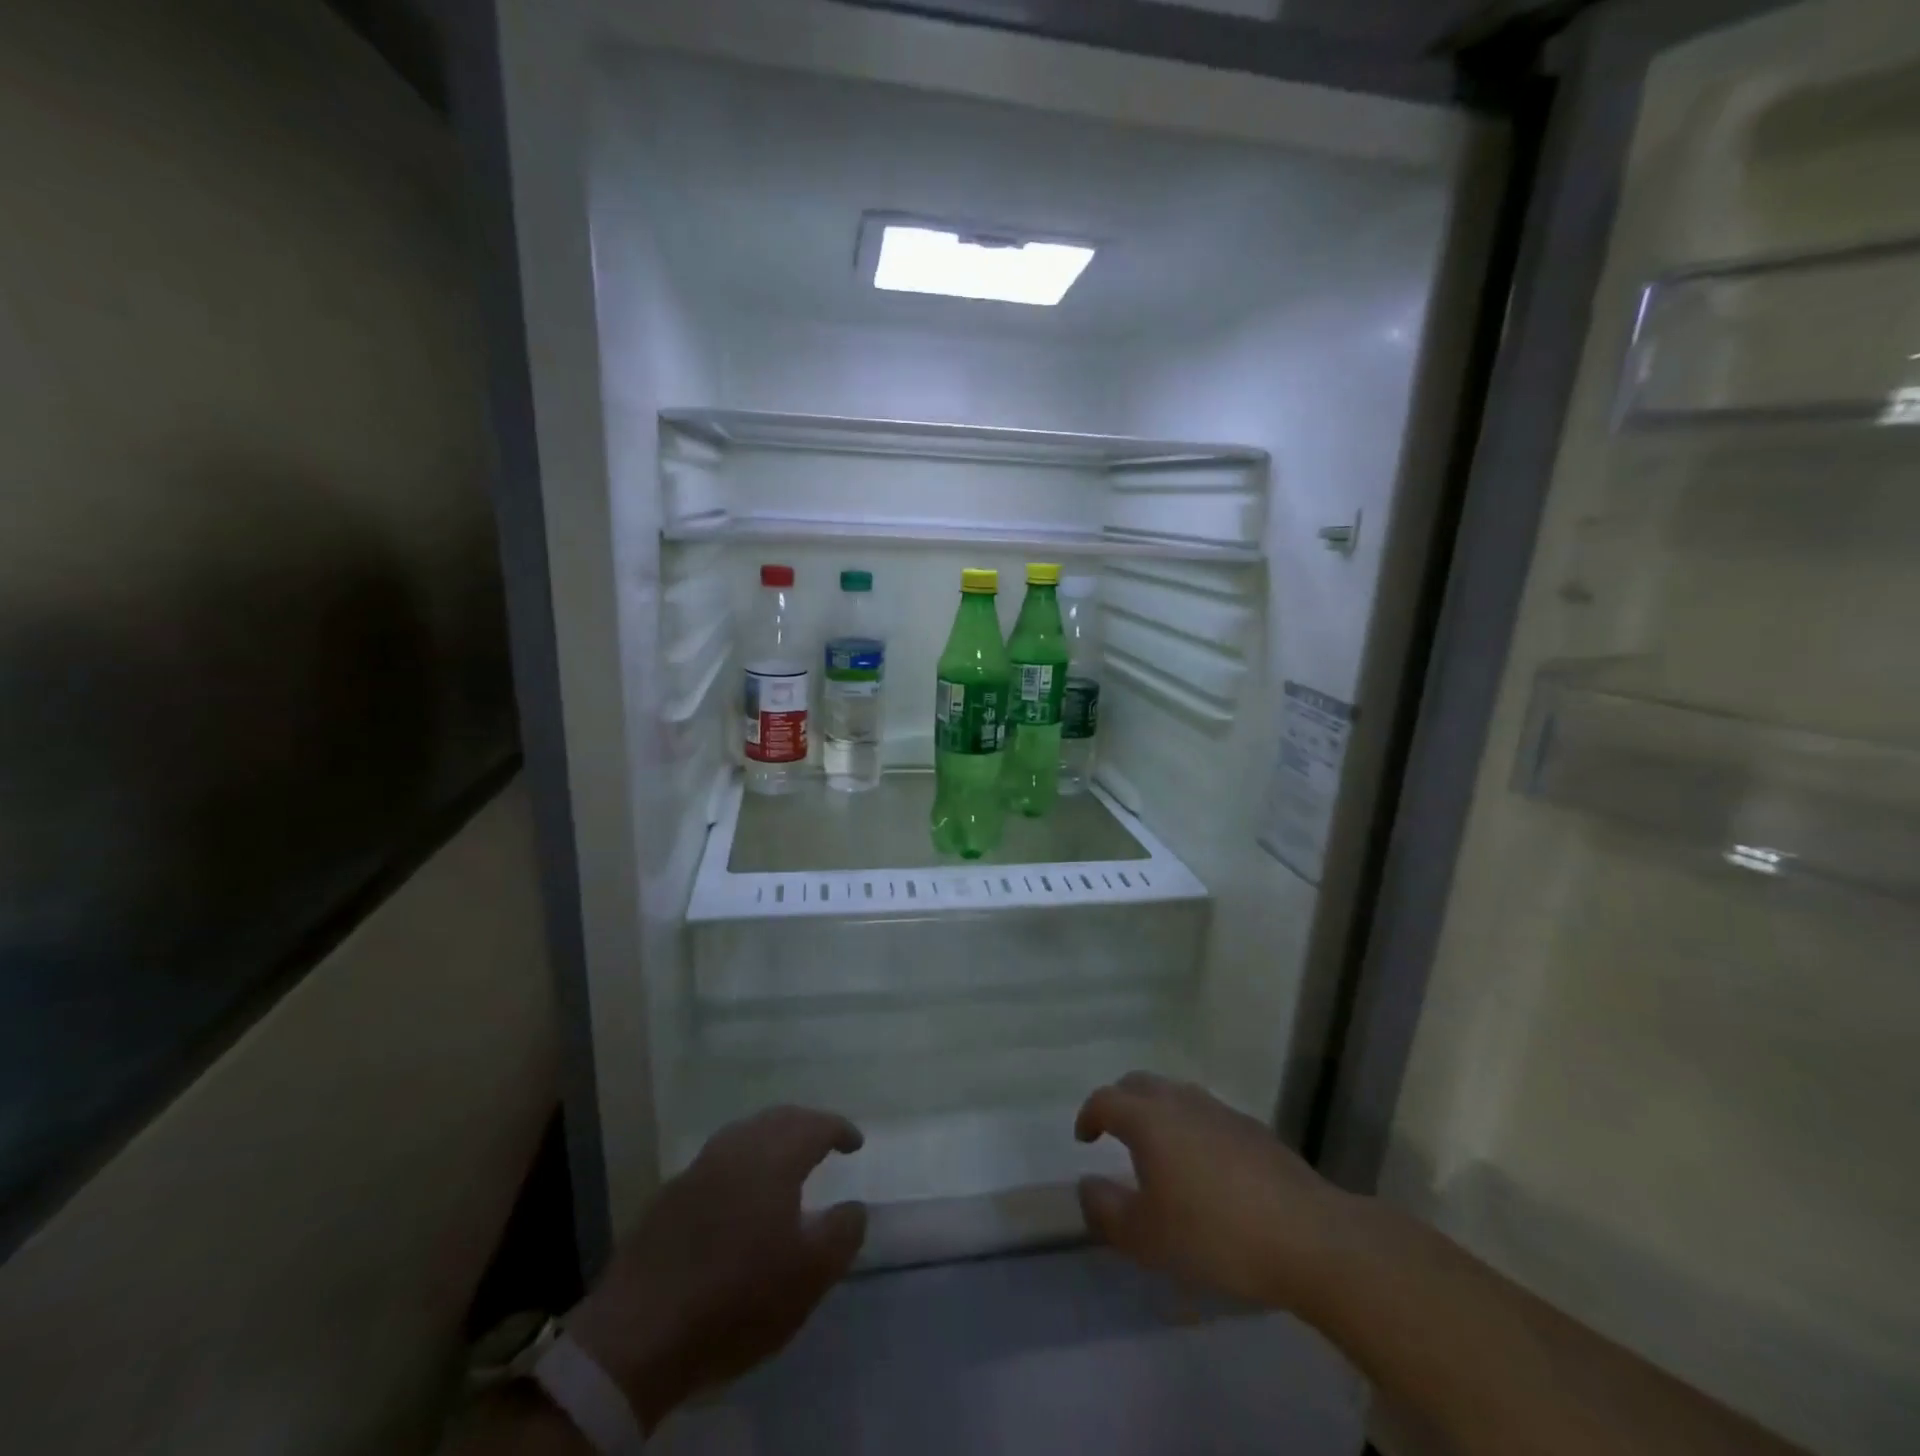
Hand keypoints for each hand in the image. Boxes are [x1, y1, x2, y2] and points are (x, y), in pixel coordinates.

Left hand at [566, 1106, 865, 1431]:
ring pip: (744, 1135)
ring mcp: (698, 1169)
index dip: (839, 1129)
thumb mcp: (808, 1276)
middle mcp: (736, 1148)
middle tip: (825, 1142)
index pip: (815, 1125)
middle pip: (778, 1119)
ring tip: (785, 1163)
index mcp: (773, 1157)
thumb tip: (854, 1206)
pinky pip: (718, 1162)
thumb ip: (842, 1234)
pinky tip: (740, 1196)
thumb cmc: (737, 1298)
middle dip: (806, 1125)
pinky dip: (742, 1164)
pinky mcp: (669, 1197)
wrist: (637, 1334)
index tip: (856, 1143)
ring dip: (771, 1139)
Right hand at [1074, 1073, 1356, 1315]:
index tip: (1084, 1139)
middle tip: (1114, 1133)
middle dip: (1120, 1102)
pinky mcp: (1252, 1129)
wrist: (1308, 1237)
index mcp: (1149, 1119)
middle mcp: (1181, 1101)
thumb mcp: (1146, 1238)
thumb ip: (1106, 1210)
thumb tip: (1087, 1185)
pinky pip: (1206, 1114)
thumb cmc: (1214, 1234)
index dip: (1089, 1115)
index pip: (1105, 1099)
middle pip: (1139, 1084)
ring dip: (1157, 1111)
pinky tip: (1204, 1167)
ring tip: (1158, 1149)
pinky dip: (1190, 1127)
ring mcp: (1220, 1110)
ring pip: (1175, 1095)